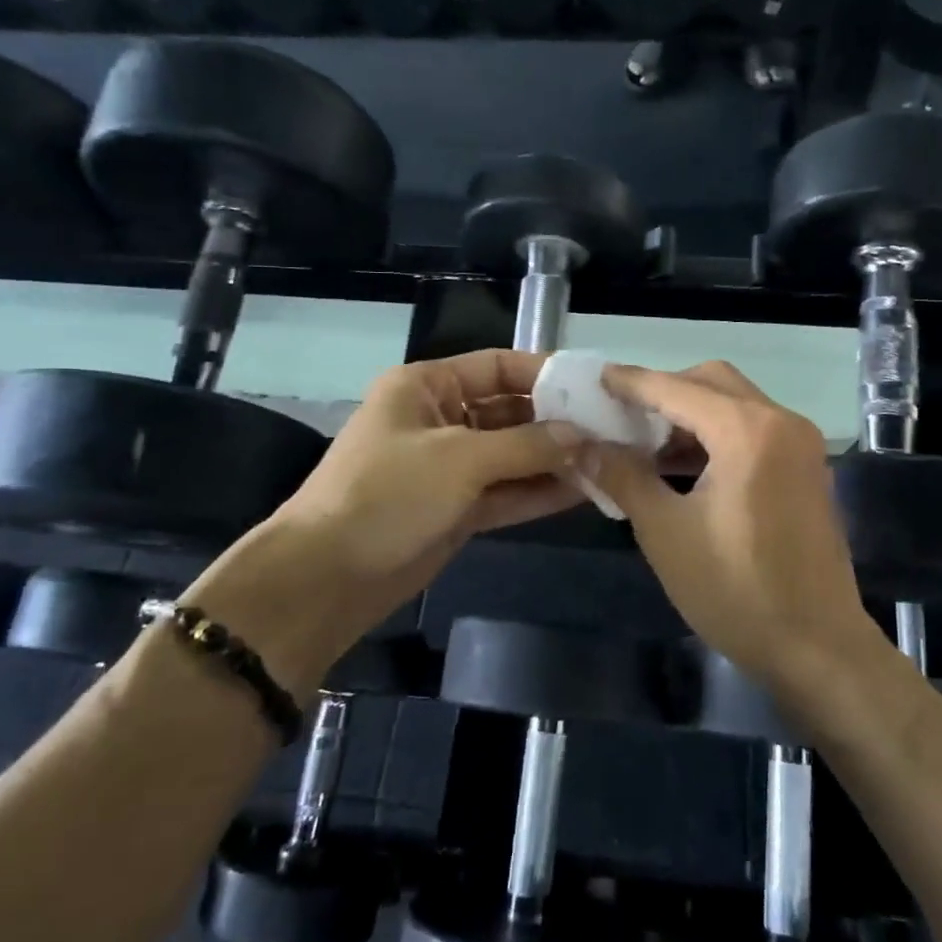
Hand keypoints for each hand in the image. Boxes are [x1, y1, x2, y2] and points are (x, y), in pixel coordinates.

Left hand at [182, 351, 582, 690]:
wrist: (327, 576)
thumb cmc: (388, 494)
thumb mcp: (460, 459)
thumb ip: (526, 445)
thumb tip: (583, 436)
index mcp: (427, 386)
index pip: (497, 366)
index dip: (545, 373)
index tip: (595, 386)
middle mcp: (441, 419)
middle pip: (511, 411)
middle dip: (558, 422)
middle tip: (614, 430)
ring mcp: (450, 467)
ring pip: (514, 455)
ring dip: (556, 459)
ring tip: (610, 461)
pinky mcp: (457, 508)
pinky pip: (507, 491)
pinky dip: (540, 491)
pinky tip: (584, 490)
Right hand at [589, 362, 883, 697]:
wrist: (818, 647)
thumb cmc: (736, 590)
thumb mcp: (666, 532)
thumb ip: (623, 477)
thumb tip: (584, 446)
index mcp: (747, 431)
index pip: (676, 388)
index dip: (631, 382)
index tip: (595, 379)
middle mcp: (781, 422)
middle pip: (713, 382)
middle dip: (665, 391)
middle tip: (623, 415)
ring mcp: (801, 445)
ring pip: (736, 404)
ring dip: (691, 413)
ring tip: (646, 443)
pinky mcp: (807, 469)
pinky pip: (754, 429)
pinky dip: (717, 434)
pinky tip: (685, 466)